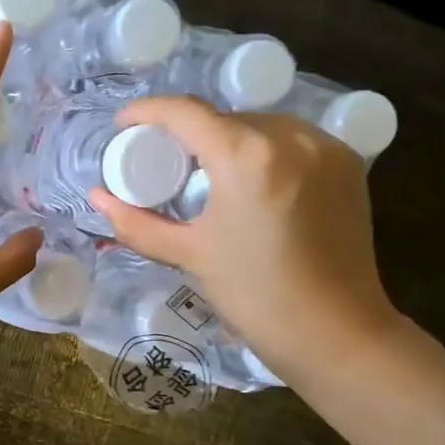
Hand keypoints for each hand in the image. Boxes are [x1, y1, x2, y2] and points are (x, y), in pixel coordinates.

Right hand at [89, 96, 399, 377]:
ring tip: (210, 175)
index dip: (147, 111)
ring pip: (260, 125)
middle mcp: (290, 136)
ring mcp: (325, 147)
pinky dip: (265, 151)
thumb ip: (137, 223)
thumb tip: (97, 198)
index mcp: (246, 157)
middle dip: (189, 133)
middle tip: (166, 164)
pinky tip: (253, 182)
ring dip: (229, 139)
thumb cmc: (255, 296)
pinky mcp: (347, 163)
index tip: (124, 124)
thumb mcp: (189, 255)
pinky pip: (293, 140)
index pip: (185, 112)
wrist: (335, 333)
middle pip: (223, 117)